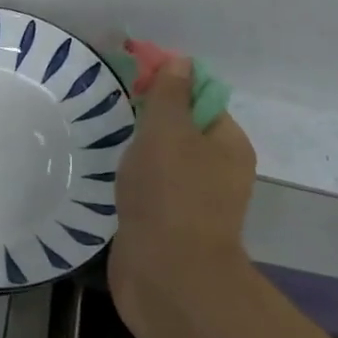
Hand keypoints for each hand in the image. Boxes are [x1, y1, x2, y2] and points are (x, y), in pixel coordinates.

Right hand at [109, 55, 256, 336]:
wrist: (166, 275)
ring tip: (109, 145)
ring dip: (139, 155)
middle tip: (117, 115)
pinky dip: (134, 184)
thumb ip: (170, 94)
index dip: (170, 86)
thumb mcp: (167, 130)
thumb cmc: (170, 193)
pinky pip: (151, 192)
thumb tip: (180, 61)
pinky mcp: (170, 228)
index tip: (133, 83)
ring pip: (165, 164)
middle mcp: (219, 172)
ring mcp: (195, 203)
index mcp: (228, 144)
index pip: (202, 100)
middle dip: (150, 122)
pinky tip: (112, 182)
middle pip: (183, 131)